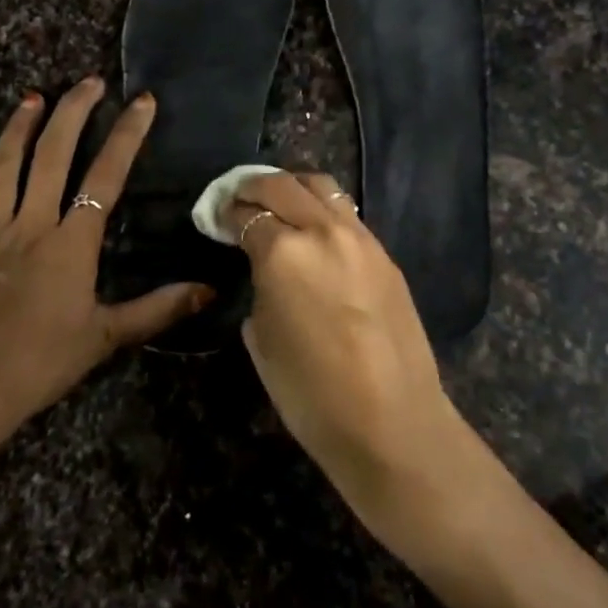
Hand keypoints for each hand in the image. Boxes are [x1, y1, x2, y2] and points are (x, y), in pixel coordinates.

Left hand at [0, 78, 212, 435]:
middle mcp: (28, 225)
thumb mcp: (106, 336)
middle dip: (71, 113)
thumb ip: (158, 308)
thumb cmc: (40, 363)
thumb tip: (210, 289)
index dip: (126, 136)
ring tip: (31, 99)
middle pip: (51, 157)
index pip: (105, 177)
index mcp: (70, 243)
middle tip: (86, 82)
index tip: (141, 101)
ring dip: (15, 131)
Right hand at [229, 171, 466, 519]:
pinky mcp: (385, 254)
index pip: (246, 214)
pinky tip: (315, 232)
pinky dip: (323, 210)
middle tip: (237, 198)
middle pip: (282, 185)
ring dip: (292, 188)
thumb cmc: (311, 394)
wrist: (392, 423)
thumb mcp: (261, 338)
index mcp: (282, 253)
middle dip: (252, 186)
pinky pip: (346, 214)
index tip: (215, 217)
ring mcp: (360, 238)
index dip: (225, 213)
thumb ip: (259, 288)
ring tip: (278, 204)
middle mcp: (322, 231)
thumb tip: (264, 271)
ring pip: (321, 187)